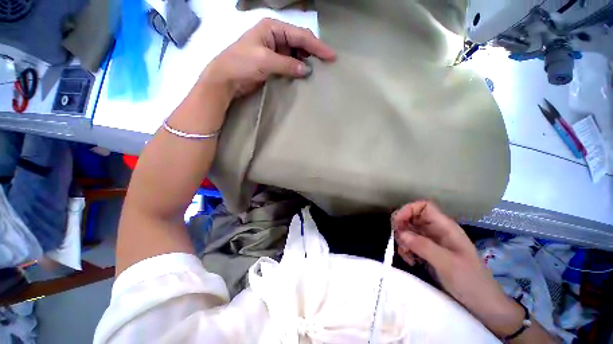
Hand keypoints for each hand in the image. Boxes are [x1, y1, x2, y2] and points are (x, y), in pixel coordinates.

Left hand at [201, 18, 335, 97]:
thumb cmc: (241, 64)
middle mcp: (275, 36)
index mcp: (272, 28)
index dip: (317, 46)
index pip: (300, 35)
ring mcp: (274, 50)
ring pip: (296, 54)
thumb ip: (288, 64)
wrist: (226, 79)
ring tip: (318, 71)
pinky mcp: (273, 63)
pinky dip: (298, 69)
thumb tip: (307, 70)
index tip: (331, 56)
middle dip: (314, 52)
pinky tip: (304, 75)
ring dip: (306, 61)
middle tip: (326, 64)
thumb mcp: (265, 60)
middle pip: (300, 42)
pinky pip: (290, 64)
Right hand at [392, 201, 524, 337]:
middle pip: (412, 218)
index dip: (408, 210)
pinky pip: (410, 244)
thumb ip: (423, 246)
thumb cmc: (470, 281)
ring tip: (407, 256)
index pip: (423, 207)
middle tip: (400, 242)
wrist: (482, 305)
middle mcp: (436, 230)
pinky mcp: (428, 252)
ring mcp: (432, 242)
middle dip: (402, 228)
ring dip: (403, 241)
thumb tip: (400, 232)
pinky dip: (406, 250)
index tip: (397, 223)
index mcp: (445, 227)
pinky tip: (411, 261)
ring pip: (409, 231)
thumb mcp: (447, 263)